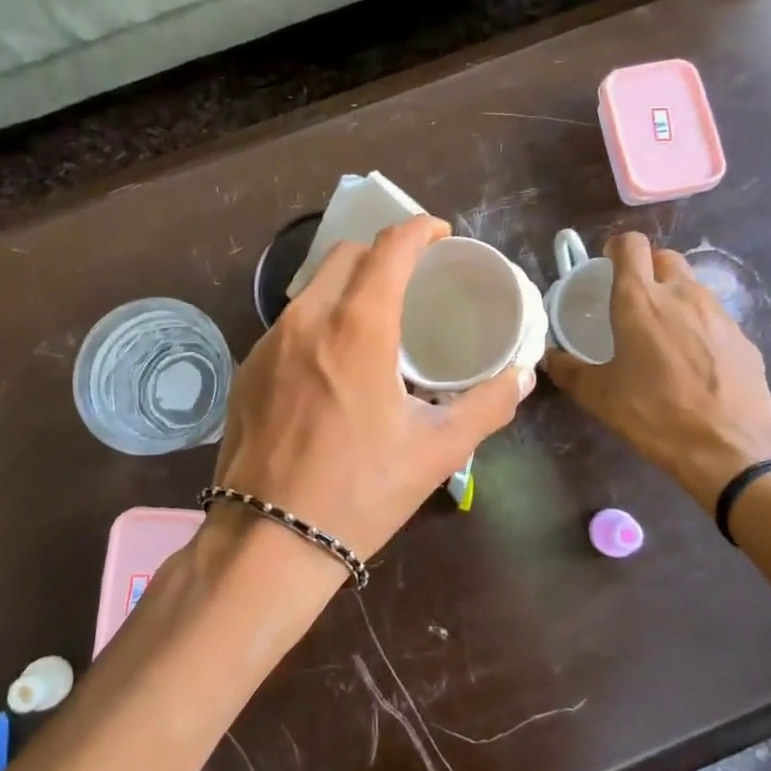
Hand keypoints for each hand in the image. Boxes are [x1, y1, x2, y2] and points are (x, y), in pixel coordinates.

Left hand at [214, 215, 534, 570]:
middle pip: (346, 256)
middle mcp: (307, 320)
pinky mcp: (248, 368)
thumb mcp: (436, 451)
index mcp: (357, 327)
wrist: (268, 540)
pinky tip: (334, 361)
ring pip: (313, 288)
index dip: (419, 230)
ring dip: (348, 286)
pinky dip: (319, 320)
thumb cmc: (360, 492)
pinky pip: (289, 323)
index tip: (440, 236)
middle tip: (413, 279)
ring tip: (376, 319)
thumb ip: (487, 405)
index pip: (389, 248)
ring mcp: (269, 342)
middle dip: (382, 253)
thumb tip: (522, 376)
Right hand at [543, 233, 770, 507]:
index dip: (616, 249)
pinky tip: (694, 361)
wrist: (730, 449)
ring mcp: (718, 313)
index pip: (630, 244)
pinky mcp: (744, 337)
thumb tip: (549, 357)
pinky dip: (699, 326)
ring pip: (692, 286)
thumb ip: (569, 370)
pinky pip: (714, 317)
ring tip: (663, 333)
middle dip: (647, 268)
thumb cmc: (654, 414)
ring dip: (674, 296)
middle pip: (664, 257)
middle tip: (633, 300)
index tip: (606, 267)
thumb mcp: (599, 396)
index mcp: (640, 300)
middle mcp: (681, 295)